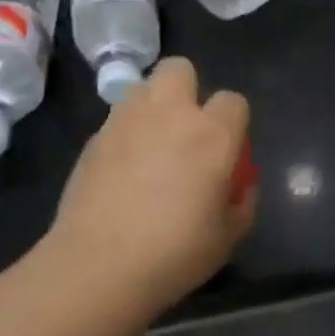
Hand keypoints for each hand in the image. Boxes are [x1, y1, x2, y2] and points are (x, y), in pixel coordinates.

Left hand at [43, 58, 255, 314]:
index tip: (229, 152)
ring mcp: (124, 122)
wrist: (100, 266)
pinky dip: (127, 136)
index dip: (235, 123)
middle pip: (180, 69)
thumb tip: (237, 184)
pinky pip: (118, 121)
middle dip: (188, 91)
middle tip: (188, 132)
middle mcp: (169, 114)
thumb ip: (242, 200)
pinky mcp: (92, 139)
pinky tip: (125, 173)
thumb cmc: (177, 253)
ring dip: (154, 108)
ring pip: (143, 88)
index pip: (234, 101)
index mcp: (212, 135)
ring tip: (154, 148)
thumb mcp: (230, 234)